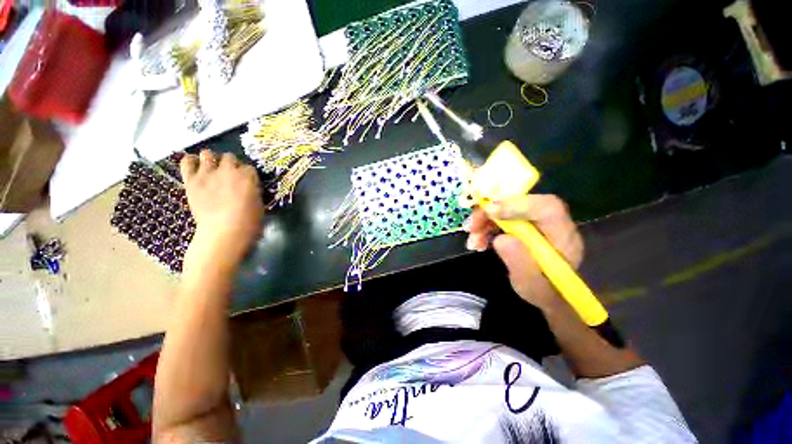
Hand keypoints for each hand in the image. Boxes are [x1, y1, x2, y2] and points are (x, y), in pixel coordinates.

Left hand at [180, 150, 262, 267]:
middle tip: (230, 176)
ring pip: (207, 153)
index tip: (247, 182)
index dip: (248, 175)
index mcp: (248, 177)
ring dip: (211, 160)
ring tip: (211, 169)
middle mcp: (229, 170)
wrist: (224, 233)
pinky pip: (187, 162)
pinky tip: (195, 168)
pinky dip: (191, 162)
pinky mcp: (191, 180)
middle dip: (231, 164)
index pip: (249, 167)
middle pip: (229, 157)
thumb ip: (253, 191)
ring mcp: (208, 174)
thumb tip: (248, 187)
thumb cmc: (249, 222)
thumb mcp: (259, 204)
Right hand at [466, 194, 583, 308]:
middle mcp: (549, 222)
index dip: (517, 204)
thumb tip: (501, 238)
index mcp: (563, 235)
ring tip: (473, 241)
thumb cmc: (543, 292)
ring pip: (505, 208)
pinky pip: (499, 217)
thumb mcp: (532, 286)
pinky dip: (484, 226)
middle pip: (520, 202)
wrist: (547, 294)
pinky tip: (477, 241)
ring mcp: (533, 221)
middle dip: (491, 212)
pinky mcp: (520, 224)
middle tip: (472, 227)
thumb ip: (520, 263)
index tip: (489, 212)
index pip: (546, 207)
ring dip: (484, 221)